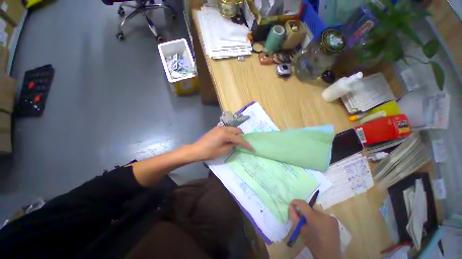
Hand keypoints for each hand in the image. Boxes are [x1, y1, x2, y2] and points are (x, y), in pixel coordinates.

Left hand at [190, 126, 253, 160]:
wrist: (196, 150)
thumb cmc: (209, 152)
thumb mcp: (222, 151)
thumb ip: (232, 145)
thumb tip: (237, 143)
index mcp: (225, 133)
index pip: (239, 138)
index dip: (246, 144)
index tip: (252, 148)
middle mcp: (223, 128)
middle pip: (237, 130)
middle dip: (242, 137)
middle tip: (243, 144)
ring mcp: (219, 127)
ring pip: (233, 129)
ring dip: (236, 135)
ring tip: (237, 142)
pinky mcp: (217, 128)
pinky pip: (228, 129)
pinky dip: (231, 134)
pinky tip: (230, 140)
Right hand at [289, 200, 341, 258]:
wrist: (329, 254)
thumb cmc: (313, 243)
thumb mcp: (301, 230)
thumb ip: (295, 217)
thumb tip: (291, 207)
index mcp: (314, 217)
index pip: (303, 204)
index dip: (296, 202)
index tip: (292, 204)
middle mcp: (323, 215)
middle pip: (310, 209)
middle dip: (305, 212)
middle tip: (303, 220)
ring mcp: (330, 217)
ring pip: (317, 212)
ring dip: (313, 216)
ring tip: (312, 225)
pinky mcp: (335, 221)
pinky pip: (323, 216)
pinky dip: (320, 219)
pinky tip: (320, 227)